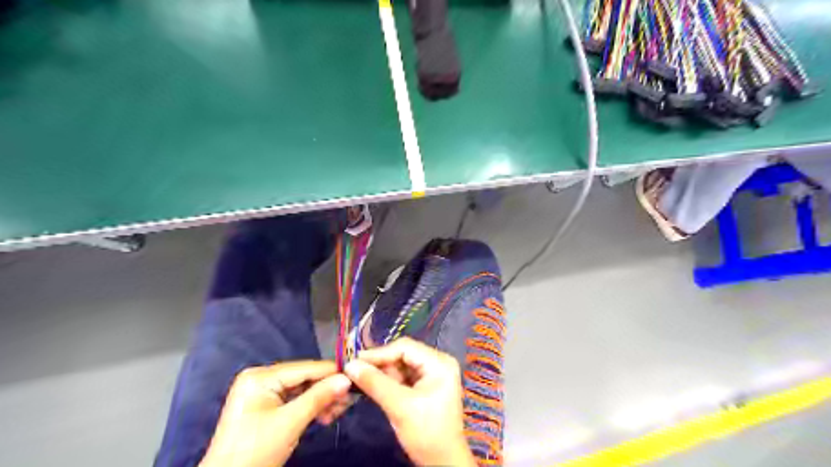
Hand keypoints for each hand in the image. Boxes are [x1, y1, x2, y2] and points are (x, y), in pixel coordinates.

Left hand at [203, 361, 355, 466]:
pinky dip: (311, 408)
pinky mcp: (266, 408)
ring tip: (340, 411)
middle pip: (304, 379)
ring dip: (321, 400)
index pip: (305, 368)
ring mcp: (263, 394)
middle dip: (327, 390)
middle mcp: (261, 379)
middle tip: (350, 400)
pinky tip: (326, 415)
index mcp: (261, 377)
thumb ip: (319, 397)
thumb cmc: (254, 451)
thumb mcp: (290, 423)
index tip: (357, 376)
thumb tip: (347, 379)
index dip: (332, 372)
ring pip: (302, 391)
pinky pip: (295, 401)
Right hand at [342, 338, 472, 464]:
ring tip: (359, 377)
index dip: (379, 353)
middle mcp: (438, 362)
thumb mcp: (400, 407)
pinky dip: (388, 381)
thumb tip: (350, 365)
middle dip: (380, 363)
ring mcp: (432, 373)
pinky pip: (403, 376)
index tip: (354, 360)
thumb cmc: (426, 432)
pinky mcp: (426, 385)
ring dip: (382, 372)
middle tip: (354, 370)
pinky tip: (372, 385)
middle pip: (403, 355)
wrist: (443, 462)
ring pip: (401, 365)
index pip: (405, 347)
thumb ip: (375, 383)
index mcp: (439, 362)